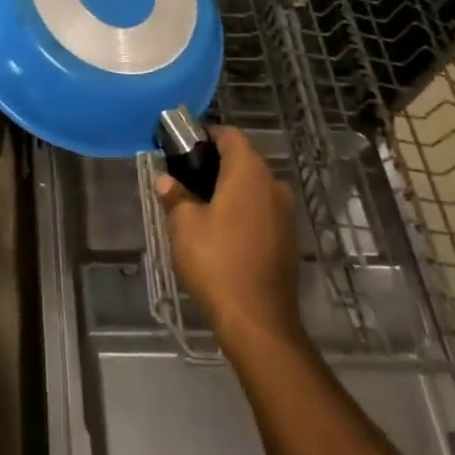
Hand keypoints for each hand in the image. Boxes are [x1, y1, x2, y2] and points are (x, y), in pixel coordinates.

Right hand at [155, 126, 301, 347]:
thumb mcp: (184, 225)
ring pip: (253, 187)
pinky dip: (241, 210)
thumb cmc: (216, 261)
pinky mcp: (287, 238)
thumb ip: (176, 196)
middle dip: (214, 164)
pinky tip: (220, 231)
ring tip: (198, 206)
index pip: (230, 136)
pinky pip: (261, 210)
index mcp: (249, 173)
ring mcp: (285, 213)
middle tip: (183, 179)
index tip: (182, 148)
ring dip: (228, 189)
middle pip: (243, 160)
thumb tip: (166, 181)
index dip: (205, 136)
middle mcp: (273, 185)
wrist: (256, 319)